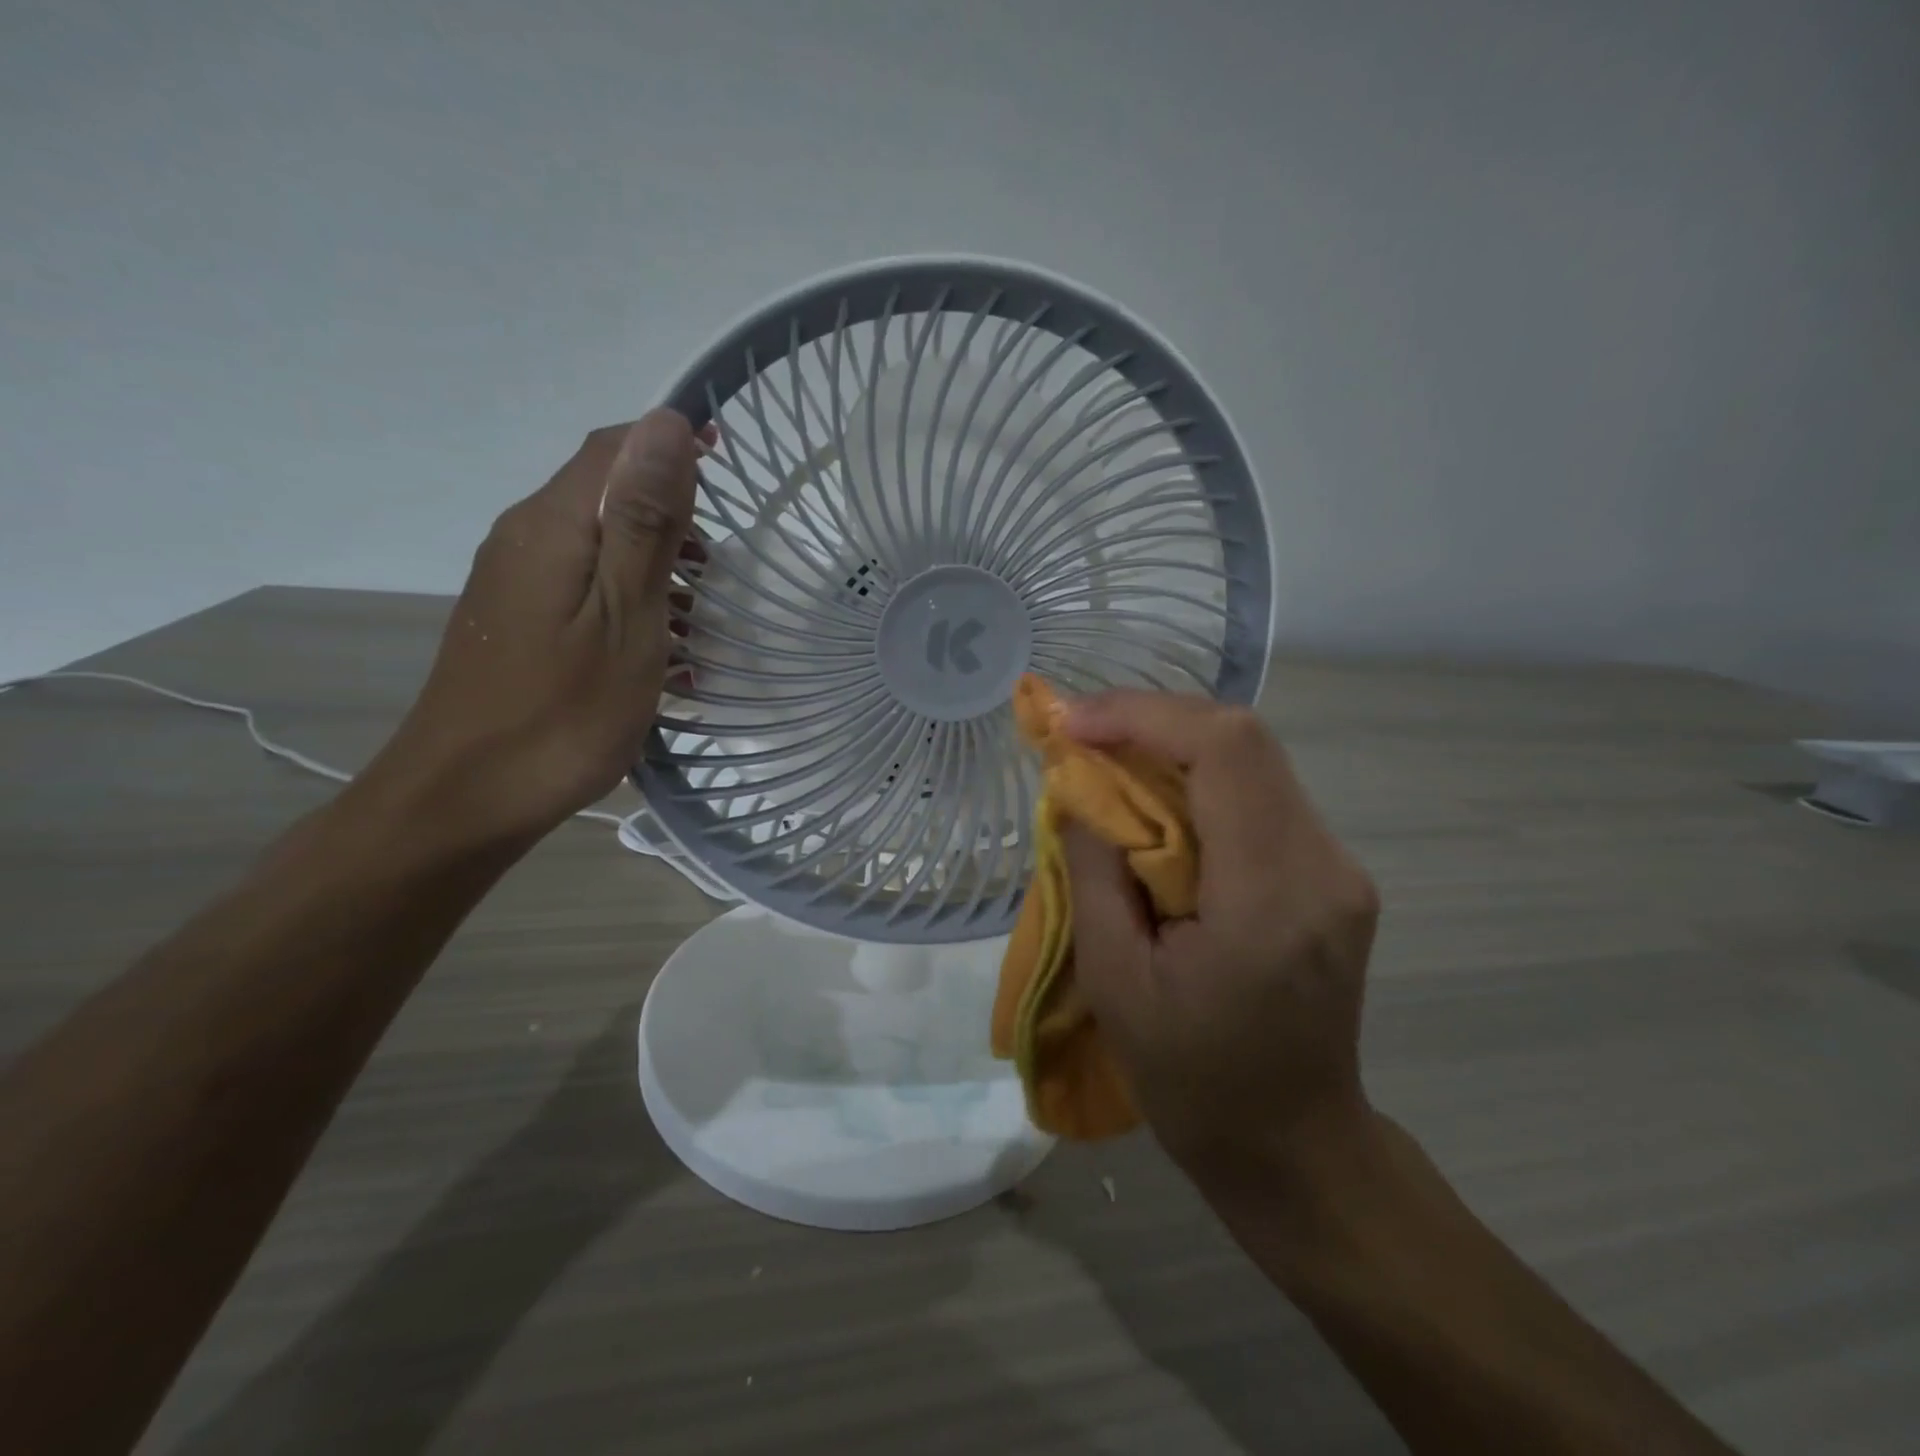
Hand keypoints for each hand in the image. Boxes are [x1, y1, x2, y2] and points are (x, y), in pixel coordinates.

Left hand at [370, 410, 705, 846]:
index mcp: (554, 526)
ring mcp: (516, 583)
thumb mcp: (625, 615)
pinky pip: (584, 587)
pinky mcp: (518, 622)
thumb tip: (666, 423)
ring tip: (701, 614)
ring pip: (598, 544)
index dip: (670, 441)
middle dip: (672, 512)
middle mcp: (525, 538)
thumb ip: (647, 521)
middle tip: (720, 566)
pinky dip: (632, 600)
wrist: (467, 798)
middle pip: (606, 493)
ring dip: (657, 563)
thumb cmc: (562, 711)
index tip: (729, 461)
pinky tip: (661, 649)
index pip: (613, 448)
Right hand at [1059, 693, 1380, 1184]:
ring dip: (1172, 746)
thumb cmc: (1191, 1080)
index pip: (1226, 750)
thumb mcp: (1114, 980)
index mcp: (1271, 897)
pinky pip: (1258, 794)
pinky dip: (1198, 780)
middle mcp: (1323, 865)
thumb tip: (1079, 786)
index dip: (1143, 715)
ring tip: (1106, 761)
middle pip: (1244, 739)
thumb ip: (1094, 869)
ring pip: (1252, 759)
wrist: (1293, 1147)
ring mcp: (1338, 867)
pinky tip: (1154, 802)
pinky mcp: (1330, 873)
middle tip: (1081, 735)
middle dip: (1152, 721)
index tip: (1074, 725)